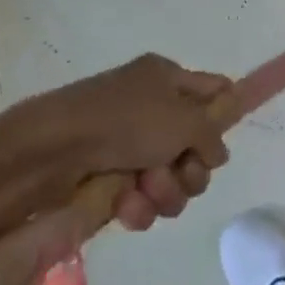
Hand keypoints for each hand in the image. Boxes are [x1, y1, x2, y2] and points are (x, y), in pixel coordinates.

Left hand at [38, 54, 231, 232]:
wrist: (57, 151)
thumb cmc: (126, 120)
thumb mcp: (184, 118)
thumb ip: (212, 133)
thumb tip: (217, 152)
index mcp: (168, 78)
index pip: (213, 91)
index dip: (226, 115)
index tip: (224, 144)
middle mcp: (152, 108)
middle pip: (196, 147)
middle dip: (192, 169)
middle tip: (181, 171)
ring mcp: (131, 146)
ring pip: (172, 180)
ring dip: (165, 191)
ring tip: (146, 188)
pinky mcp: (112, 181)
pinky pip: (144, 201)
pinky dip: (139, 206)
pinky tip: (126, 206)